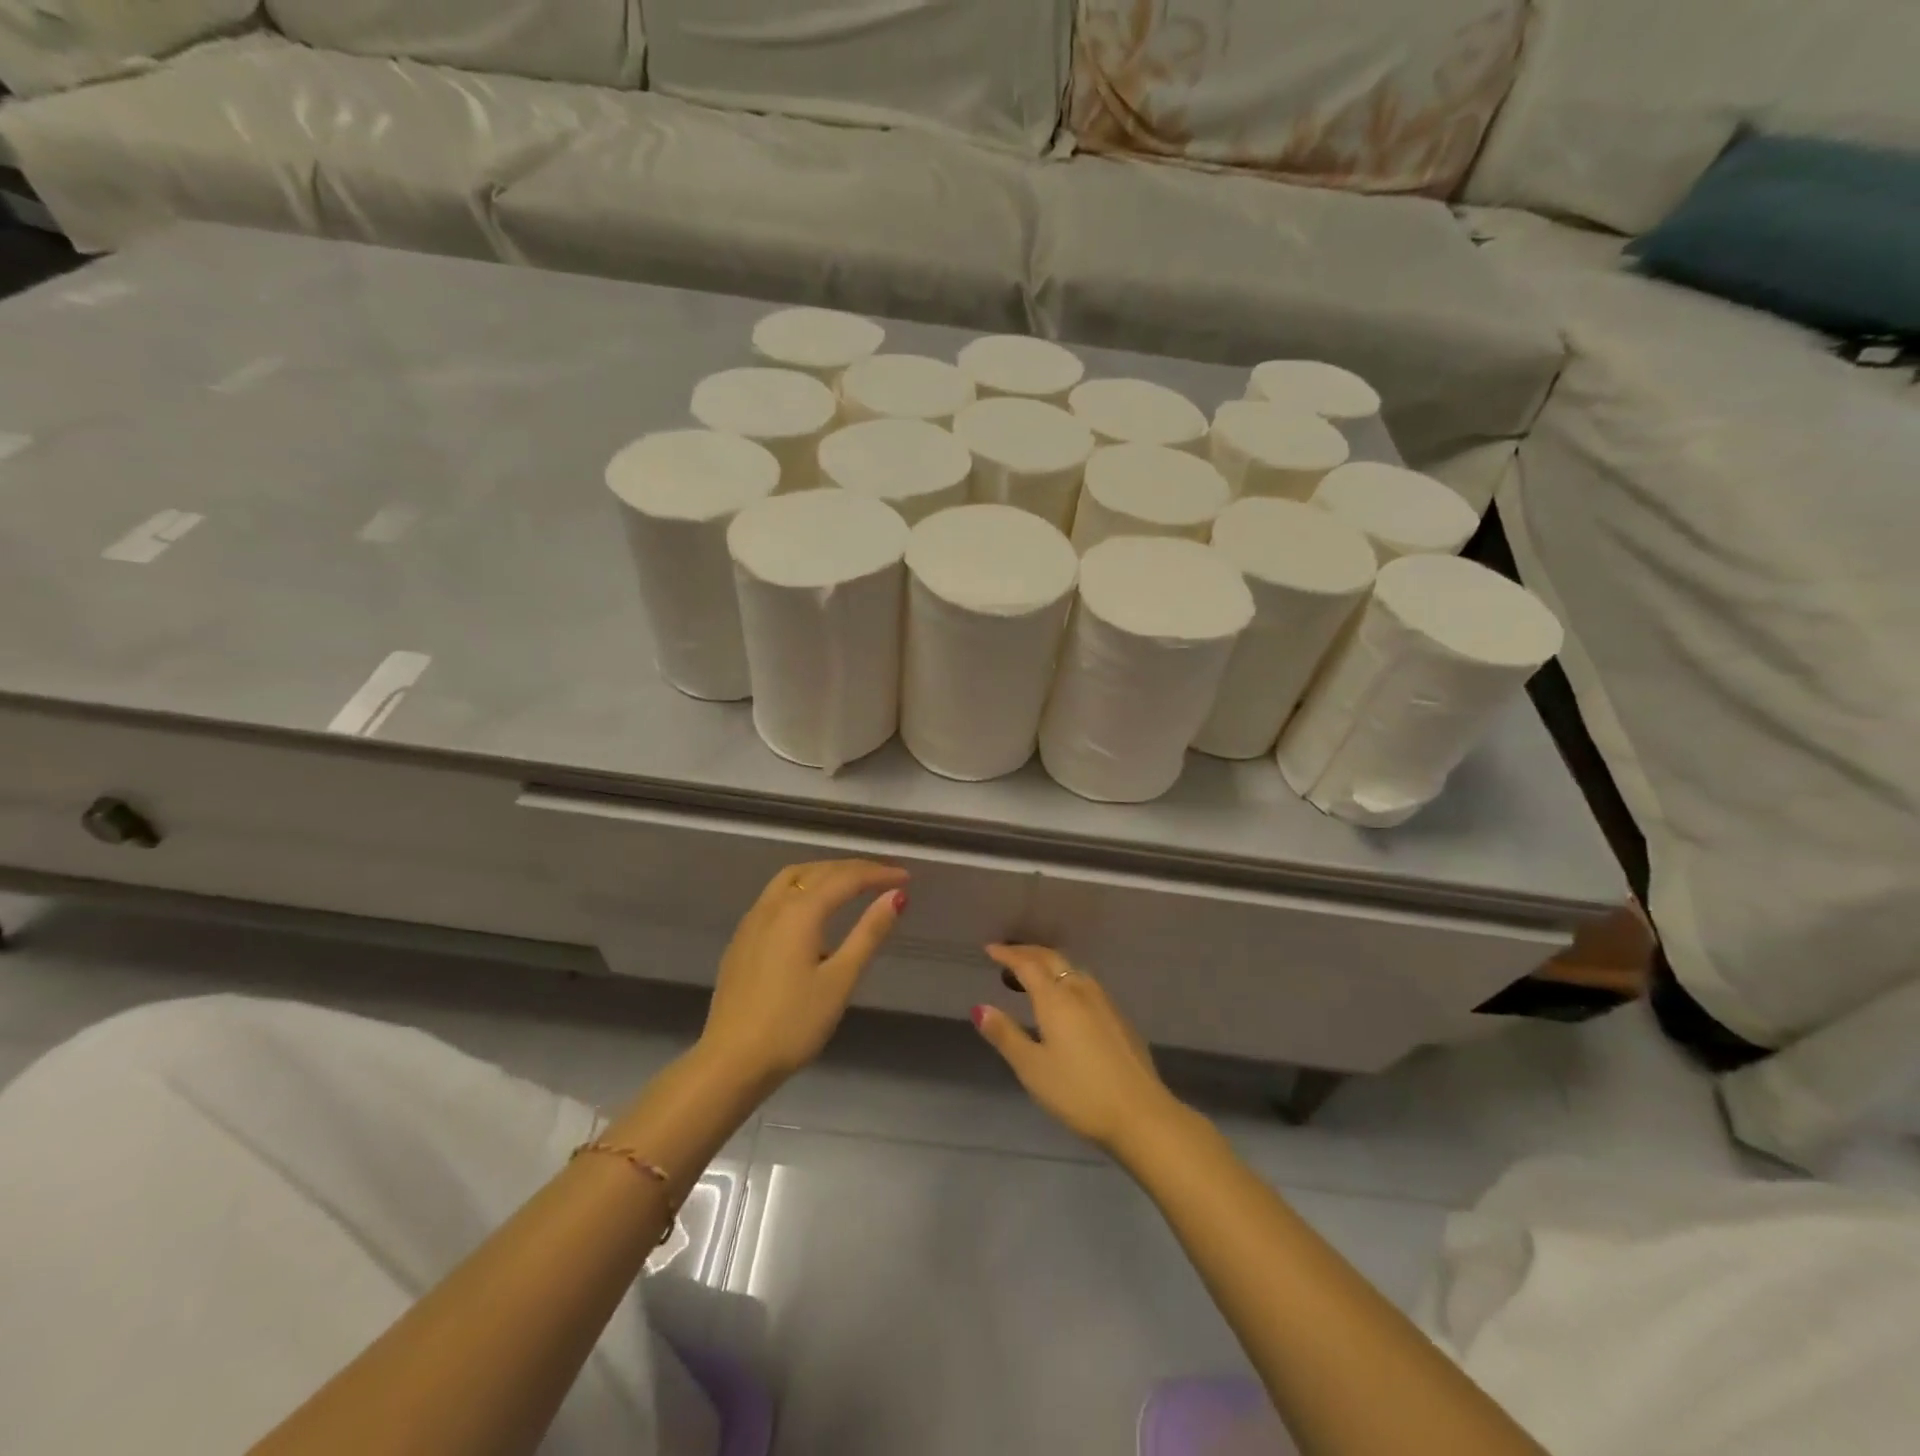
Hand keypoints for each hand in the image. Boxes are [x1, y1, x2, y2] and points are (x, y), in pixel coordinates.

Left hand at [697, 859, 908, 1093]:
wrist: (731, 1061)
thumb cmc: (793, 1023)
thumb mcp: (840, 980)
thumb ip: (868, 933)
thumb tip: (896, 897)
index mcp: (800, 912)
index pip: (846, 878)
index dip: (878, 874)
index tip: (906, 877)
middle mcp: (773, 905)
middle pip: (818, 871)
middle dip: (853, 869)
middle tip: (884, 876)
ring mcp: (752, 921)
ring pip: (792, 878)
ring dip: (825, 873)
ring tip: (851, 883)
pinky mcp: (742, 939)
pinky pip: (777, 895)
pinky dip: (804, 887)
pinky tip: (812, 910)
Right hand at [973, 945, 1182, 1153]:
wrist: (1141, 1114)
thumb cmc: (1079, 1092)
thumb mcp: (1032, 1068)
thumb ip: (1005, 1035)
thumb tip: (980, 1008)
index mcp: (1056, 999)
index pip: (1027, 964)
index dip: (1007, 954)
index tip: (990, 949)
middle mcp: (1080, 990)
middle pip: (1052, 959)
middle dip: (1027, 953)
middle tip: (1007, 956)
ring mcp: (1104, 1002)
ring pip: (1072, 970)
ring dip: (1049, 965)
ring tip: (1033, 976)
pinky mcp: (1119, 1018)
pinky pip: (1085, 984)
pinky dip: (1066, 979)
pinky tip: (1066, 1000)